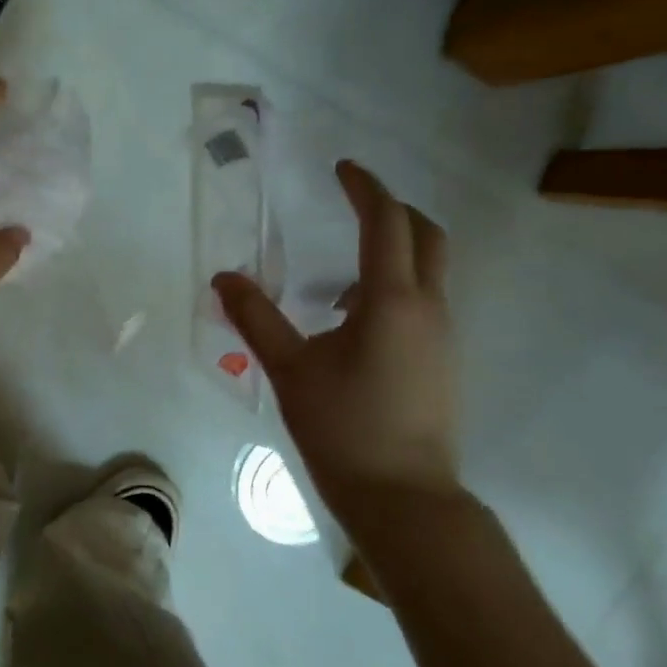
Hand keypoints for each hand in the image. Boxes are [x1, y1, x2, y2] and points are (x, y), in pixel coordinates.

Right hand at [214, 161, 458, 526]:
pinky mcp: (443, 361)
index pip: (387, 222)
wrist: (403, 498)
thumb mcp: (289, 369)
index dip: (365, 188)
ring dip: (393, 252)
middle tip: (352, 203)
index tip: (341, 168)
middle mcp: (429, 308)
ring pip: (429, 271)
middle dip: (393, 210)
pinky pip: (425, 302)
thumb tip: (223, 277)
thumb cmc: (343, 428)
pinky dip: (394, 287)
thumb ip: (256, 318)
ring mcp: (443, 336)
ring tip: (336, 278)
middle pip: (426, 235)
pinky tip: (351, 322)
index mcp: (392, 301)